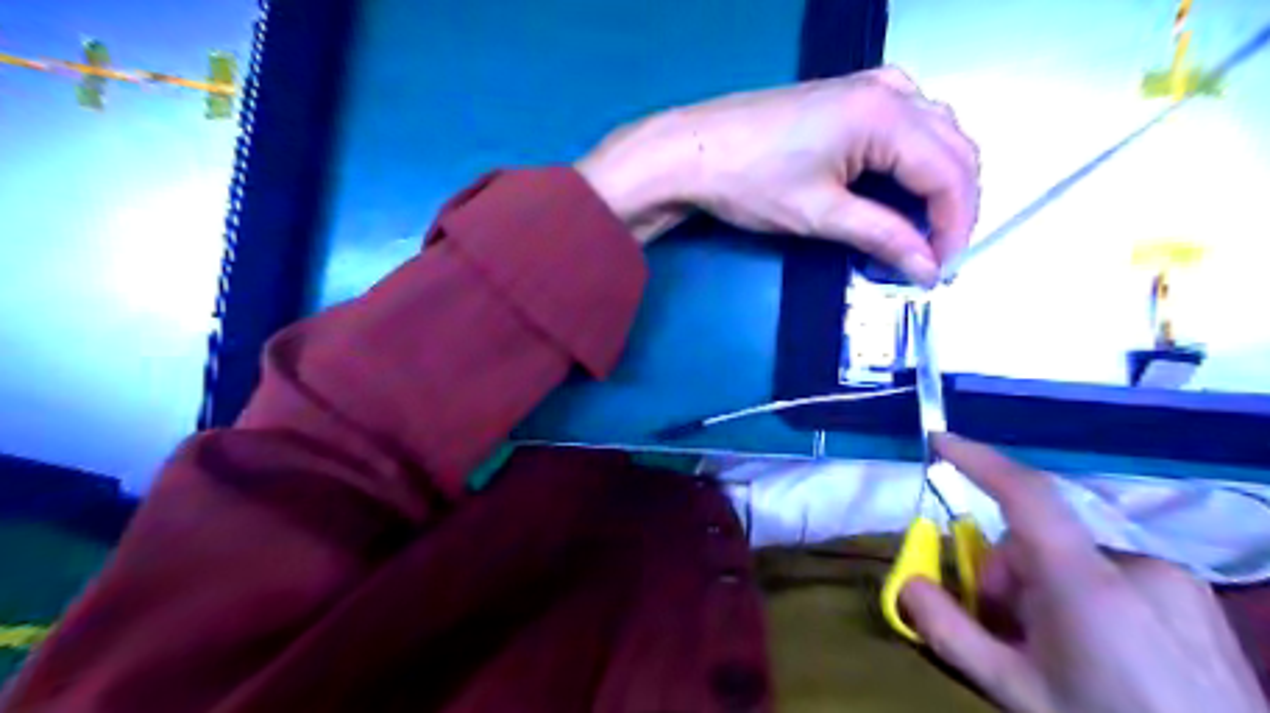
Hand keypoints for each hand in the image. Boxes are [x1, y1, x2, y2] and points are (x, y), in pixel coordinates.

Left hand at [578, 64, 980, 284]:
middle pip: (953, 147)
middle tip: (938, 251)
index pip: (949, 174)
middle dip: (955, 203)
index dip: (954, 226)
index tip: (941, 268)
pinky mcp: (848, 94)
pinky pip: (909, 117)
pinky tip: (904, 177)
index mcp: (886, 116)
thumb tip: (927, 268)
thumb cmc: (751, 182)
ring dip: (941, 177)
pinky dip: (919, 153)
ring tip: (926, 224)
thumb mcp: (820, 215)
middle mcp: (889, 90)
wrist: (693, 150)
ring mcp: (869, 85)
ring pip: (936, 130)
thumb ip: (882, 237)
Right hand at [896, 431, 1264, 712]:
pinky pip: (1111, 572)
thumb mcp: (1014, 691)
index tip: (939, 442)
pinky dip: (1086, 595)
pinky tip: (1100, 648)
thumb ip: (950, 631)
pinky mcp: (1194, 594)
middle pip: (1037, 540)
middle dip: (1006, 575)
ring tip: (1055, 648)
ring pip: (1072, 558)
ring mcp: (1172, 577)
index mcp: (1086, 583)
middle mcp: (1133, 564)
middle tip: (1006, 631)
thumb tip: (907, 582)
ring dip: (1045, 587)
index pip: (1025, 493)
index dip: (978, 459)